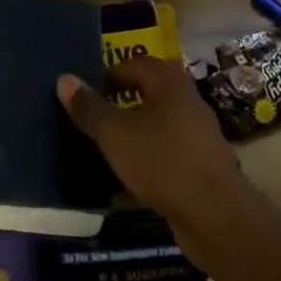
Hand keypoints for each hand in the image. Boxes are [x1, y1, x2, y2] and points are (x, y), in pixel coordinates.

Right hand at [57, 58, 247, 232]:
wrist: (216, 216)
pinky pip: (164, 154)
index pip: (129, 65)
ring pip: (154, 126)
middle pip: (144, 93)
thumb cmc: (162, 161)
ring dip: (130, 135)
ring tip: (101, 150)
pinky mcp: (200, 165)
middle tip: (88, 120)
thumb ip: (89, 107)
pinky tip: (124, 182)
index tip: (80, 95)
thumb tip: (64, 78)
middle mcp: (186, 100)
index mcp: (168, 81)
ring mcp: (196, 133)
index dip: (103, 76)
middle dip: (116, 106)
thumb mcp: (115, 133)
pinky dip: (144, 161)